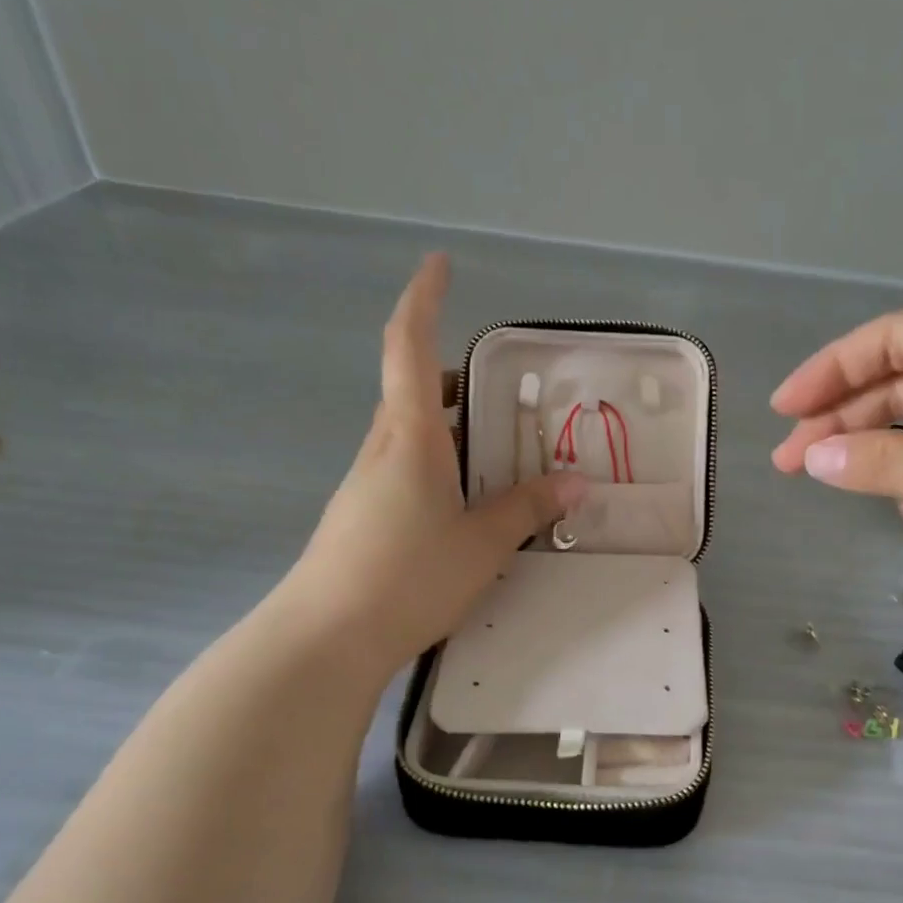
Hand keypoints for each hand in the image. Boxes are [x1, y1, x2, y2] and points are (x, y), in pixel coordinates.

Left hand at [286, 254, 583, 661]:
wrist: (326, 637)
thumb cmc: (407, 576)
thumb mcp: (482, 543)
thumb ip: (528, 508)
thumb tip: (576, 482)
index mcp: (410, 436)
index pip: (410, 347)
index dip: (424, 299)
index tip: (440, 264)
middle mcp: (383, 448)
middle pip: (414, 390)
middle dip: (459, 380)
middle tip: (510, 397)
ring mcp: (368, 482)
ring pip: (413, 434)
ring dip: (454, 429)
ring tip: (504, 456)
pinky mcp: (363, 515)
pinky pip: (408, 470)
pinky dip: (442, 466)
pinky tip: (470, 506)